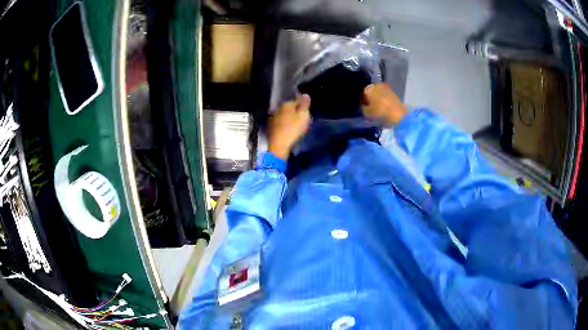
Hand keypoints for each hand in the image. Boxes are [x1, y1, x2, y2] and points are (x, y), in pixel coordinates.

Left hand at [268, 94, 311, 160]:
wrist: (279, 145)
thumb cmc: (293, 129)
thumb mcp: (303, 116)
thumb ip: (304, 105)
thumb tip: (305, 94)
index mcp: (287, 104)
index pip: (297, 100)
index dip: (303, 105)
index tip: (307, 111)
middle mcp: (278, 108)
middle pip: (290, 107)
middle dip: (296, 111)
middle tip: (303, 118)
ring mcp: (273, 117)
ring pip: (284, 114)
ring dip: (290, 118)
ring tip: (296, 125)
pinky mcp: (271, 126)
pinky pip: (280, 122)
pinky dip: (285, 124)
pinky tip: (288, 129)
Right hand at [362, 83, 407, 126]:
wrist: (397, 112)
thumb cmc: (380, 112)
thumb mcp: (367, 113)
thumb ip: (363, 108)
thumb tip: (364, 105)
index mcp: (368, 89)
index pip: (363, 94)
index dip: (363, 100)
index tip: (365, 106)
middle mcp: (376, 85)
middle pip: (371, 91)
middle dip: (370, 97)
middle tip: (371, 105)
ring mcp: (385, 87)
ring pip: (378, 92)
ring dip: (377, 97)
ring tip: (378, 105)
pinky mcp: (392, 91)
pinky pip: (385, 94)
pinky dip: (384, 98)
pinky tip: (385, 105)